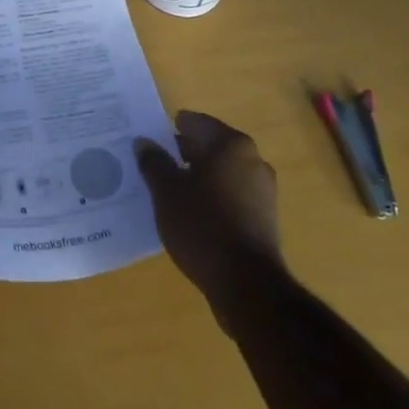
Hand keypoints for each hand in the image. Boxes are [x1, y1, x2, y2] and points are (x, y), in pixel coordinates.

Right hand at [135, 110, 282, 316]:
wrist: (247, 286)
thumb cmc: (203, 226)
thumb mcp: (166, 191)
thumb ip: (154, 162)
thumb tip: (144, 142)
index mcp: (231, 144)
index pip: (194, 122)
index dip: (168, 130)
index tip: (148, 142)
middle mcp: (252, 160)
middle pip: (209, 147)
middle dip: (182, 154)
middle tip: (152, 165)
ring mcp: (262, 191)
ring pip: (220, 174)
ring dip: (196, 179)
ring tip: (167, 193)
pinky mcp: (264, 220)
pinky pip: (230, 197)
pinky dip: (211, 200)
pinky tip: (190, 216)